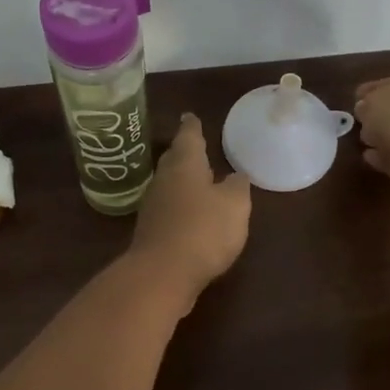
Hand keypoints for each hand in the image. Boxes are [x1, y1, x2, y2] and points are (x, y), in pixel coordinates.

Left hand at [128, 113, 251, 303]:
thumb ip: (237, 187)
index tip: (190, 116)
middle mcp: (165, 179)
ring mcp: (154, 206)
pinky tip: (191, 214)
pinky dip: (179, 205)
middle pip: (174, 159)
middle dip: (185, 152)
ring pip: (169, 183)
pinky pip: (168, 208)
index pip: (189, 137)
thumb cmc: (203, 229)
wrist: (162, 273)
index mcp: (185, 164)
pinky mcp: (152, 231)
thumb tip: (236, 175)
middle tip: (195, 145)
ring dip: (182, 180)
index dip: (192, 127)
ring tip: (197, 178)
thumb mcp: (234, 205)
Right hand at [353, 72, 389, 209]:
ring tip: (364, 144)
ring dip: (383, 138)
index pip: (386, 83)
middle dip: (378, 116)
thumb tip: (365, 111)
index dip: (368, 93)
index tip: (353, 104)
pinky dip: (385, 157)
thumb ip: (365, 105)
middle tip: (359, 125)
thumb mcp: (371, 104)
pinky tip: (371, 159)